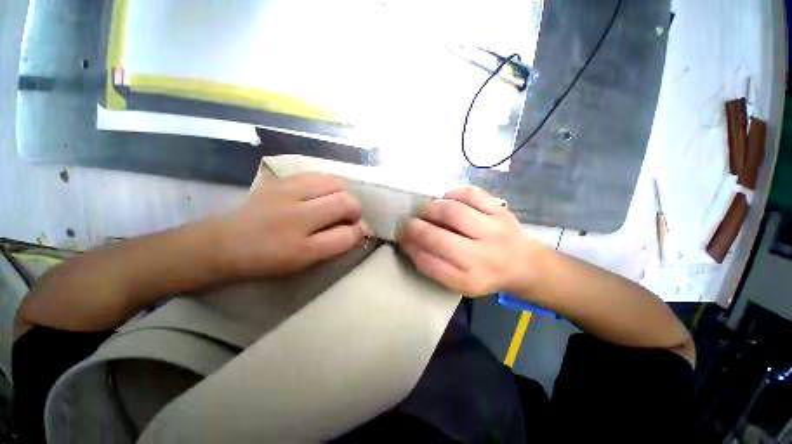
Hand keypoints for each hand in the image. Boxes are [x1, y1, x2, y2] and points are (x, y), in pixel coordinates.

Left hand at [218, 173, 367, 277]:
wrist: (224, 242)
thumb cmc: (268, 258)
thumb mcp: (305, 260)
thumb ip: (336, 244)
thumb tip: (360, 228)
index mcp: (301, 246)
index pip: (347, 234)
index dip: (358, 232)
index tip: (357, 231)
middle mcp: (297, 215)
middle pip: (345, 202)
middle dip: (354, 210)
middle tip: (346, 218)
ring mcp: (287, 192)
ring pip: (334, 183)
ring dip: (342, 194)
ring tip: (334, 204)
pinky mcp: (280, 179)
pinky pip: (317, 175)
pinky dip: (327, 184)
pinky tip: (320, 194)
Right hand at [398, 186, 537, 296]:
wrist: (524, 263)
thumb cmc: (485, 274)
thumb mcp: (460, 282)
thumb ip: (433, 266)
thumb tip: (410, 243)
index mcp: (470, 279)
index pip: (429, 263)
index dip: (410, 248)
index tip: (403, 240)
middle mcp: (482, 256)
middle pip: (438, 238)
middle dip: (415, 228)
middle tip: (408, 223)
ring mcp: (493, 229)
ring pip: (453, 212)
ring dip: (430, 208)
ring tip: (424, 210)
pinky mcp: (500, 210)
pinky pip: (471, 194)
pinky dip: (452, 193)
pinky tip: (447, 200)